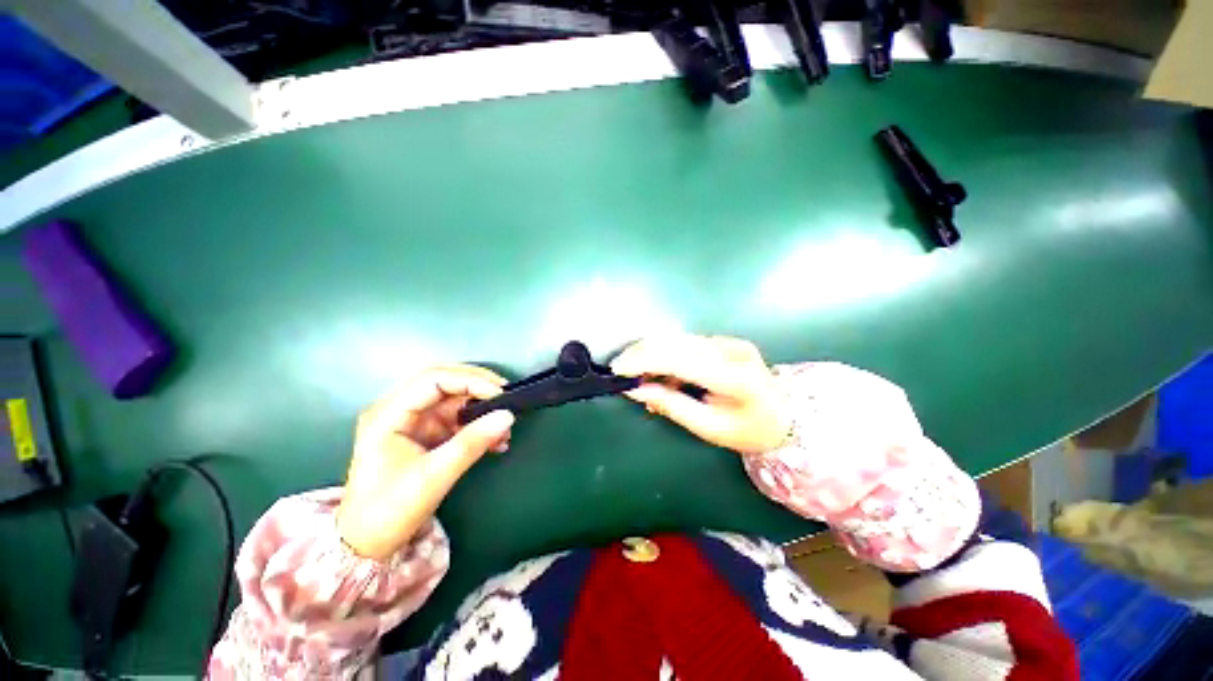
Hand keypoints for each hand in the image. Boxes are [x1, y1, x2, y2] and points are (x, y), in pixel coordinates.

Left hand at [337, 365, 514, 560]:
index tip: (500, 393)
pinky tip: (496, 441)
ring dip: (482, 409)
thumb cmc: (389, 511)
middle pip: (444, 382)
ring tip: (505, 428)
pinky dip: (478, 426)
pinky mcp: (425, 434)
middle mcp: (399, 410)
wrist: (367, 544)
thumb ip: (471, 443)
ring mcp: (413, 421)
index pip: (433, 379)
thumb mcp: (433, 477)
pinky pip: (457, 419)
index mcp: (388, 415)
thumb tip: (507, 416)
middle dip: (478, 387)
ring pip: (454, 400)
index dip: (469, 380)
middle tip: (507, 397)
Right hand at [611, 335, 789, 455]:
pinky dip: (666, 354)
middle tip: (621, 370)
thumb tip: (634, 389)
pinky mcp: (726, 340)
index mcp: (734, 378)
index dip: (644, 360)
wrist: (786, 416)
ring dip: (651, 353)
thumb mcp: (708, 428)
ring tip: (638, 374)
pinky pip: (686, 343)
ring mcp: (730, 342)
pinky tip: (660, 371)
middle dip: (641, 353)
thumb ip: (670, 405)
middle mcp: (732, 351)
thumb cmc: (748, 431)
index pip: (679, 358)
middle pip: (675, 342)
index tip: (618, 369)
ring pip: (677, 339)